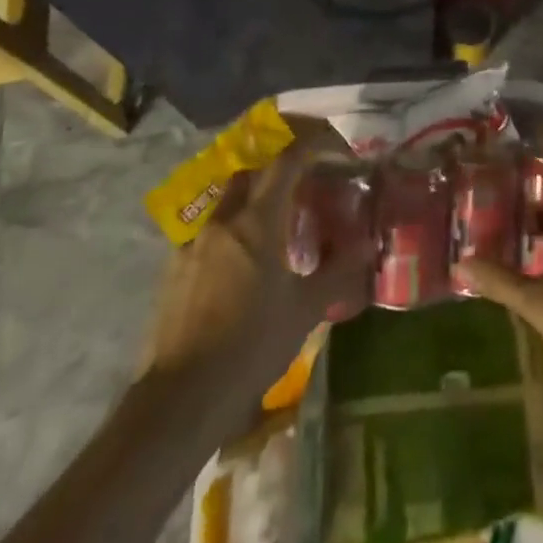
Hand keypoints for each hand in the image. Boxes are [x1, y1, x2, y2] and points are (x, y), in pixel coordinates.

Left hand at [142, 118, 371, 390]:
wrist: (181, 399)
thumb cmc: (251, 347)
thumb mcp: (305, 310)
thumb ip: (338, 270)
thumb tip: (368, 243)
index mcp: (257, 221)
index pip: (286, 160)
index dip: (310, 143)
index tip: (333, 144)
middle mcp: (222, 220)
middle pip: (251, 169)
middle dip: (278, 163)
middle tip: (305, 175)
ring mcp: (192, 242)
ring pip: (227, 197)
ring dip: (253, 193)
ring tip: (275, 215)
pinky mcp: (174, 268)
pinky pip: (208, 228)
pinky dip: (231, 225)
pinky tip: (241, 255)